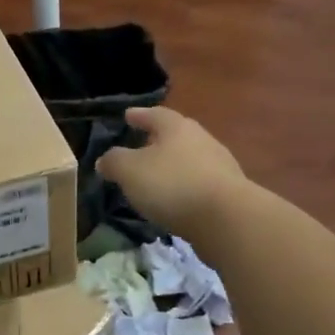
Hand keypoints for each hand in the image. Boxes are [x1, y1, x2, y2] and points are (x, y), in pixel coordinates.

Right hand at [96, 106, 251, 238]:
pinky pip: (199, 183)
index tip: (127, 115)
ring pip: (189, 159)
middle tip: (140, 146)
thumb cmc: (172, 184)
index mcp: (176, 127)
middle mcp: (201, 139)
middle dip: (157, 140)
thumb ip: (114, 162)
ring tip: (155, 178)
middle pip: (175, 135)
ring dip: (172, 166)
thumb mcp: (130, 171)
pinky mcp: (229, 193)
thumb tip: (105, 160)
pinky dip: (184, 187)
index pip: (154, 114)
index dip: (138, 115)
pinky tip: (174, 200)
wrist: (227, 220)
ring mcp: (220, 166)